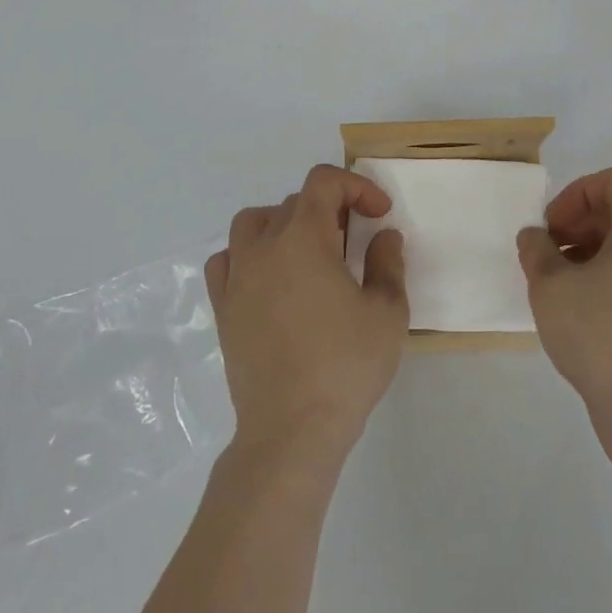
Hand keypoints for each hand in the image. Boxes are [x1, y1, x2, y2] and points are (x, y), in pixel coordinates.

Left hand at [207, 165, 409, 464]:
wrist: (291, 430)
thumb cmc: (345, 366)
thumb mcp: (387, 313)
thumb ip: (388, 264)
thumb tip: (384, 237)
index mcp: (302, 239)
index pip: (323, 182)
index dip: (356, 187)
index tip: (379, 215)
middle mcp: (263, 248)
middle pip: (294, 202)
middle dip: (330, 209)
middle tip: (355, 240)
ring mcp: (237, 278)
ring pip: (253, 223)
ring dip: (285, 223)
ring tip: (309, 251)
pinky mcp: (223, 309)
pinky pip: (227, 260)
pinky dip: (248, 254)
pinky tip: (270, 277)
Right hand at [517, 167, 611, 409]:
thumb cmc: (598, 331)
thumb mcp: (549, 284)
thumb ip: (536, 249)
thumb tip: (535, 238)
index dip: (576, 194)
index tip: (552, 227)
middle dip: (580, 224)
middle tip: (549, 254)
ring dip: (593, 252)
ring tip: (562, 285)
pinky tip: (585, 310)